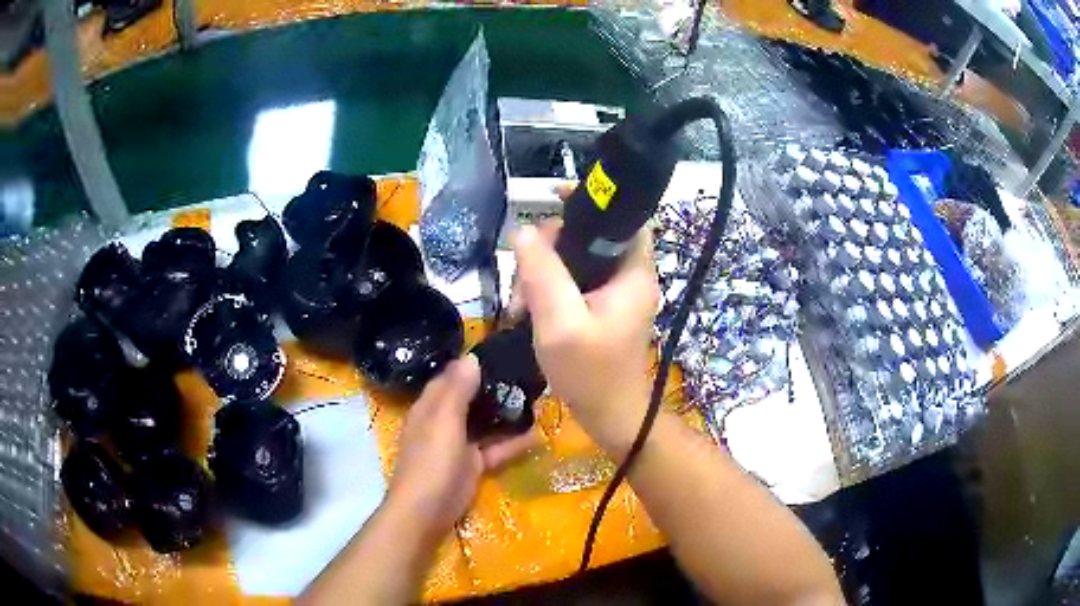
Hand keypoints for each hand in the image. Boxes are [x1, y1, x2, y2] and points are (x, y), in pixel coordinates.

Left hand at [388, 356, 537, 539]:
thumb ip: (457, 389)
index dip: (470, 365)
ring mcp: (458, 444)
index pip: (450, 377)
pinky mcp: (473, 465)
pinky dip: (512, 442)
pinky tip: (537, 434)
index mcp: (431, 406)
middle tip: (526, 374)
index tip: (501, 352)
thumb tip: (471, 356)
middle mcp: (443, 421)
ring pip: (484, 423)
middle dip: (494, 388)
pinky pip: (495, 448)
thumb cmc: (432, 460)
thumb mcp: (444, 420)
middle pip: (469, 398)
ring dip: (505, 414)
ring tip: (536, 398)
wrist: (427, 510)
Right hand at [512, 224, 659, 459]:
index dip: (592, 201)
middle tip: (524, 275)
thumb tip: (523, 231)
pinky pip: (574, 281)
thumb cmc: (591, 375)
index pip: (624, 217)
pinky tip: (529, 308)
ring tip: (522, 302)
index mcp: (634, 273)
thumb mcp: (560, 324)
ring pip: (577, 259)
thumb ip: (543, 274)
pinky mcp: (602, 308)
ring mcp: (616, 294)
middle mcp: (630, 277)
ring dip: (545, 271)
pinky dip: (550, 288)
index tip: (552, 199)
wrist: (609, 417)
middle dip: (553, 247)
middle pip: (592, 236)